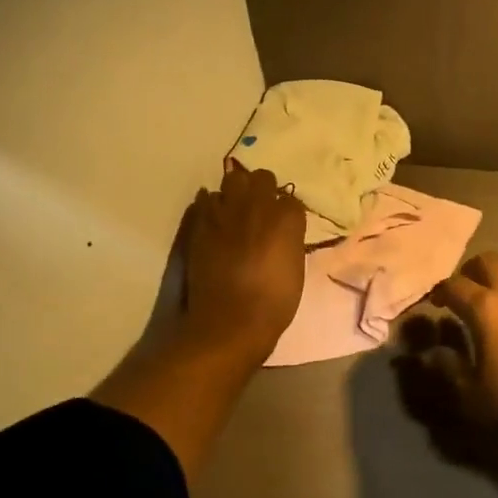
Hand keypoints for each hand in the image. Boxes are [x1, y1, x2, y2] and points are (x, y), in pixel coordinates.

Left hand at [174, 161, 305, 363]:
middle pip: (262, 177)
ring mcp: (227, 211)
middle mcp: (258, 205)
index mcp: (287, 218)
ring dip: (236, 192)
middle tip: (260, 209)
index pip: (291, 199)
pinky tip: (215, 220)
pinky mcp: (202, 222)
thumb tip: (283, 232)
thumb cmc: (273, 302)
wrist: (230, 321)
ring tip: (235, 210)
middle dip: (262, 189)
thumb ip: (289, 240)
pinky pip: (206, 199)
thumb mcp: (295, 268)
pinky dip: (212, 206)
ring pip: (232, 180)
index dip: (286, 211)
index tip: (283, 224)